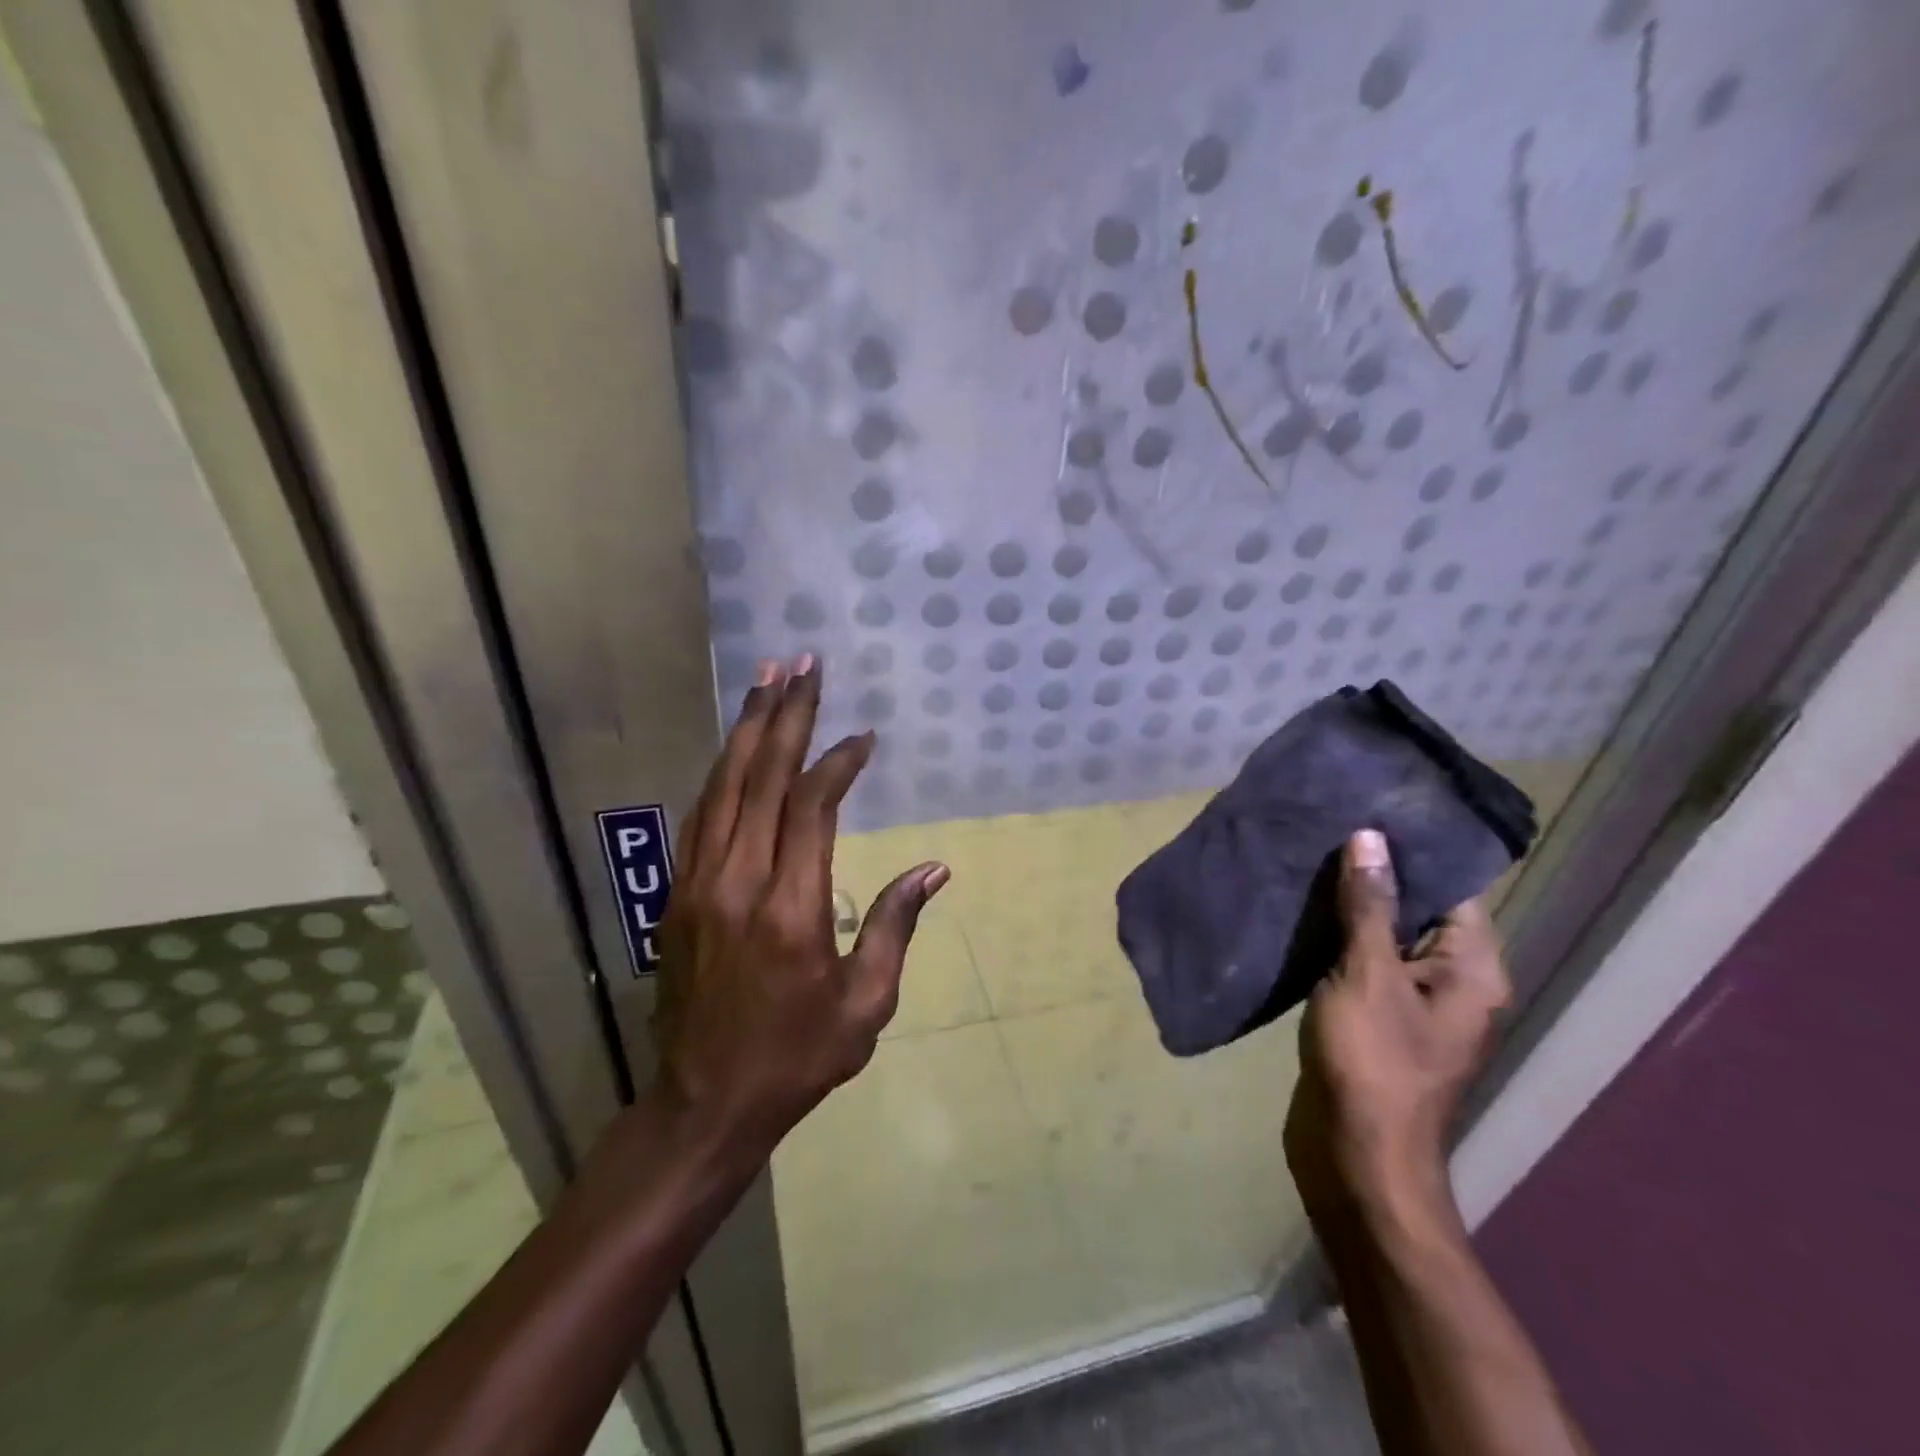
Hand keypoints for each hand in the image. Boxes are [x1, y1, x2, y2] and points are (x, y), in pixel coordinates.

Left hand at [653, 656, 947, 1159]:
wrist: (705, 1102)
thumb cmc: (797, 1057)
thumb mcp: (867, 1005)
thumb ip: (896, 927)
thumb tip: (934, 868)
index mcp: (792, 909)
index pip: (812, 809)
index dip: (837, 763)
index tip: (862, 737)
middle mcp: (739, 882)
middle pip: (761, 778)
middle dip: (786, 716)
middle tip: (803, 665)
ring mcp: (699, 884)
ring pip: (723, 787)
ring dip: (748, 730)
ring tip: (767, 681)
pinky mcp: (677, 893)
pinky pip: (701, 815)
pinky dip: (722, 773)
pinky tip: (736, 748)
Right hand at [1284, 830, 1509, 1224]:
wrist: (1356, 1158)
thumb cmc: (1373, 1063)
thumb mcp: (1368, 975)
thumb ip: (1368, 905)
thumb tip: (1371, 837)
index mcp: (1470, 969)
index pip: (1450, 888)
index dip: (1412, 849)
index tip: (1365, 807)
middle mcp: (1450, 981)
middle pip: (1414, 909)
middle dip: (1370, 873)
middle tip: (1322, 826)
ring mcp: (1410, 1002)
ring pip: (1381, 936)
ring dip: (1345, 906)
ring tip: (1301, 858)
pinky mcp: (1373, 1018)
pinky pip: (1358, 963)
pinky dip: (1332, 939)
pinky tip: (1294, 912)